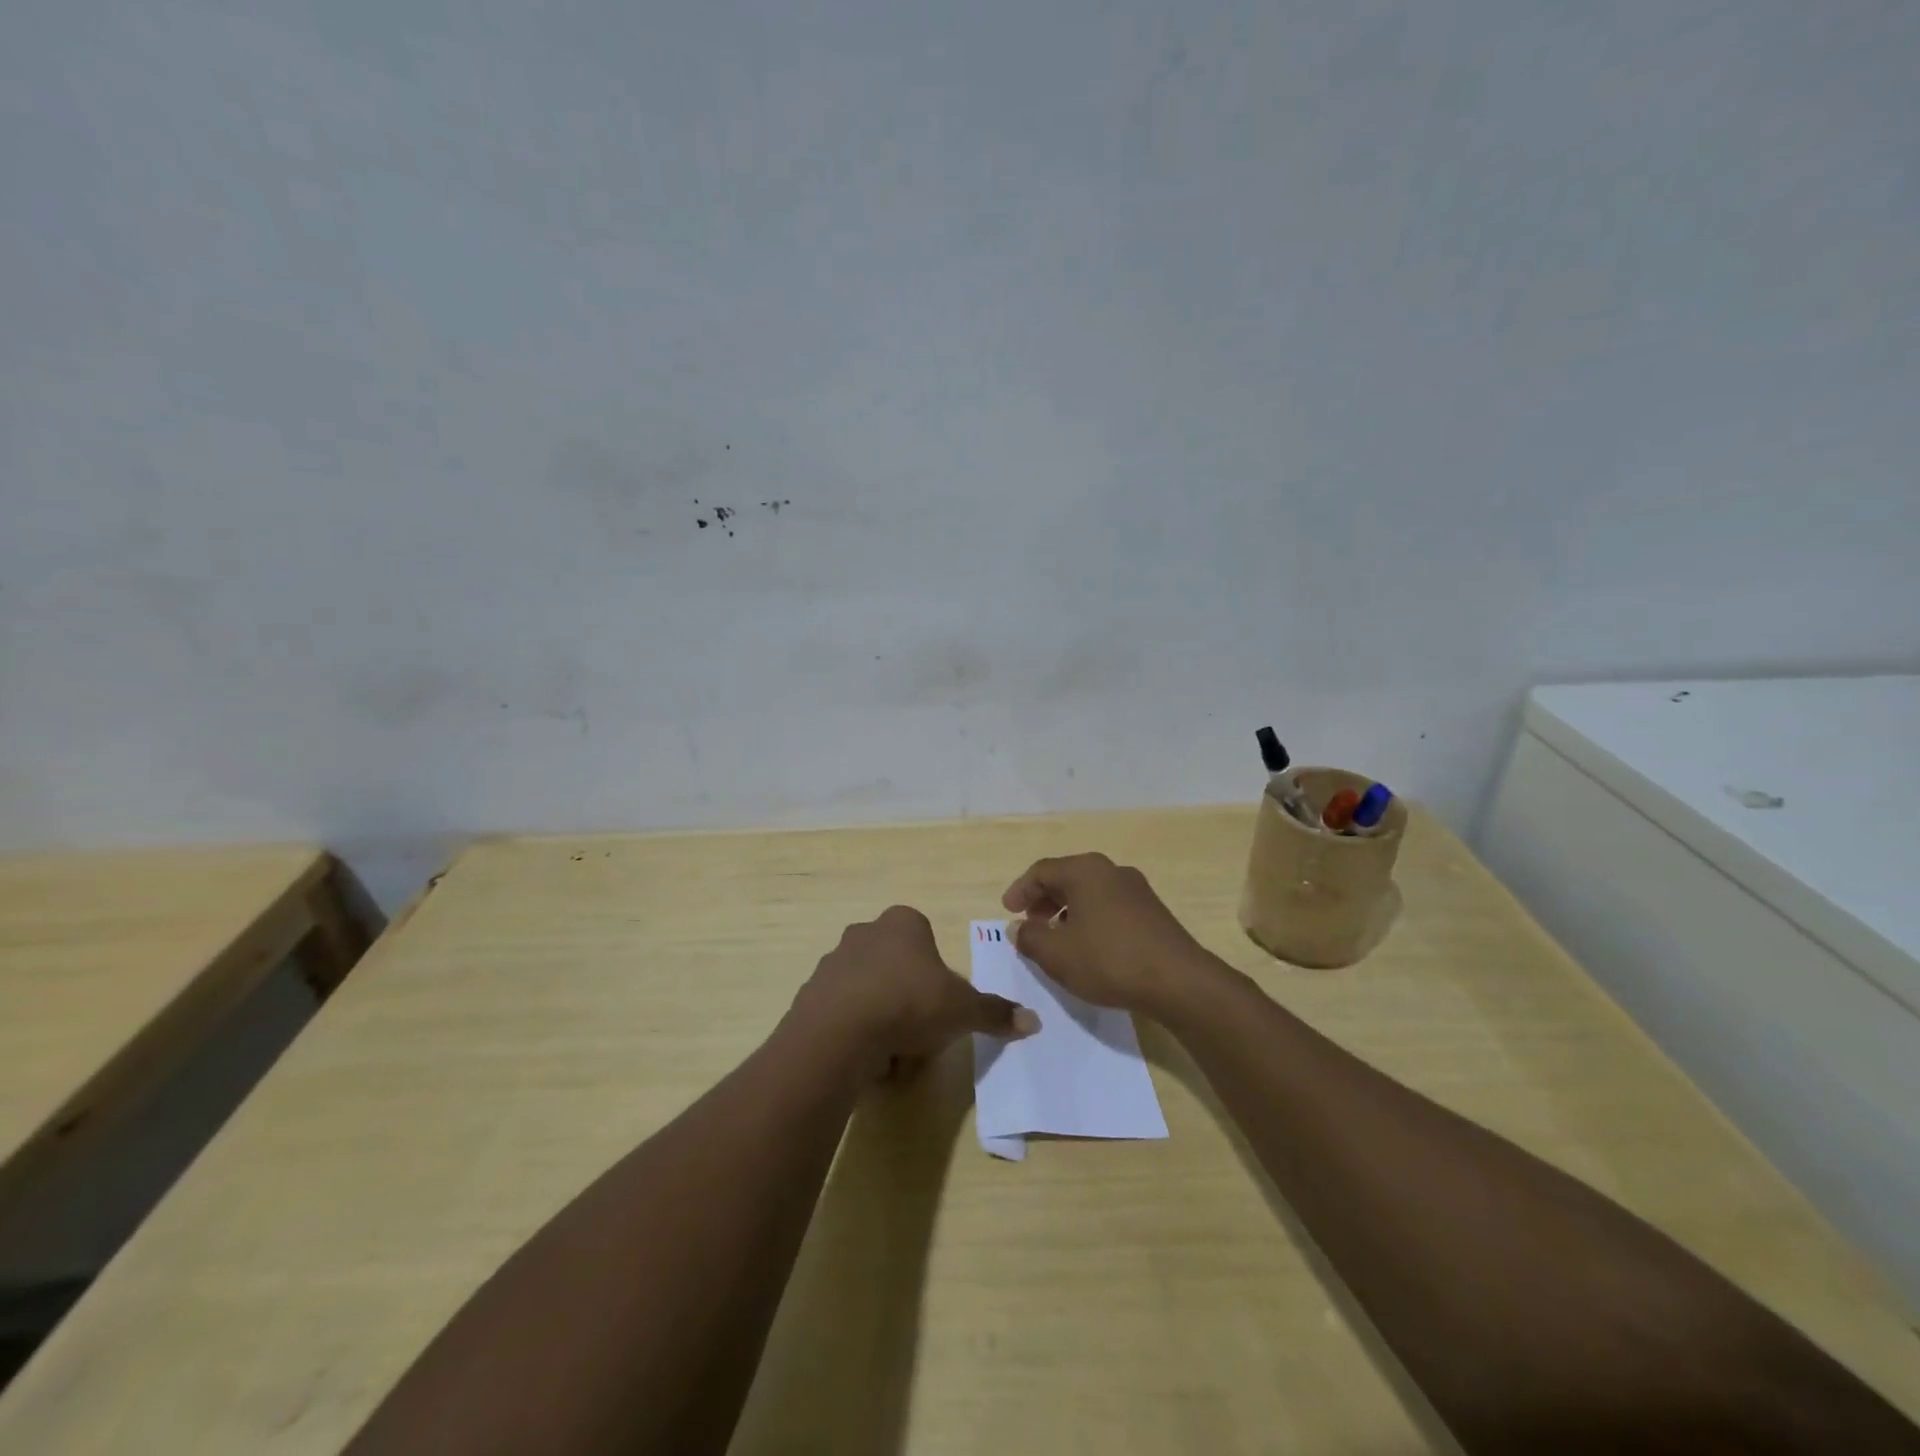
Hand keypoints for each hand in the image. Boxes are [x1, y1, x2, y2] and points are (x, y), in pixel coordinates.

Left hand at [792, 905, 1037, 1074]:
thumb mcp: (962, 1009)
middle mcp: (865, 932)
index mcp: (902, 922)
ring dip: (884, 1020)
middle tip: (919, 1033)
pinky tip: (866, 1058)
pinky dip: (857, 1033)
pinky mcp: (811, 993)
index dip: (937, 977)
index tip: (939, 1006)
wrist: (838, 1032)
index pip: (926, 941)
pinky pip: (844, 1013)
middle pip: (898, 968)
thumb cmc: (908, 1004)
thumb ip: (995, 1012)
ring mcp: (833, 961)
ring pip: (871, 992)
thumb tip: (1033, 1021)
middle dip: (910, 1000)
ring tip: (892, 1053)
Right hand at [1002, 853, 1210, 1014]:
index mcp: (1085, 870)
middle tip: (1030, 925)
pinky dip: (1090, 919)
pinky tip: (1088, 947)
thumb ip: (1030, 938)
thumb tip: (1019, 928)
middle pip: (1067, 878)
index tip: (1008, 912)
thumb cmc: (1109, 960)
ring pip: (1090, 893)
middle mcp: (1111, 870)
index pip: (1041, 871)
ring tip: (1057, 940)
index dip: (1020, 891)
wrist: (1179, 981)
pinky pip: (1109, 907)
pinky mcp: (1152, 911)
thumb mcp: (1057, 954)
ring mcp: (1136, 889)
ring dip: (1067, 912)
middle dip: (1044, 901)